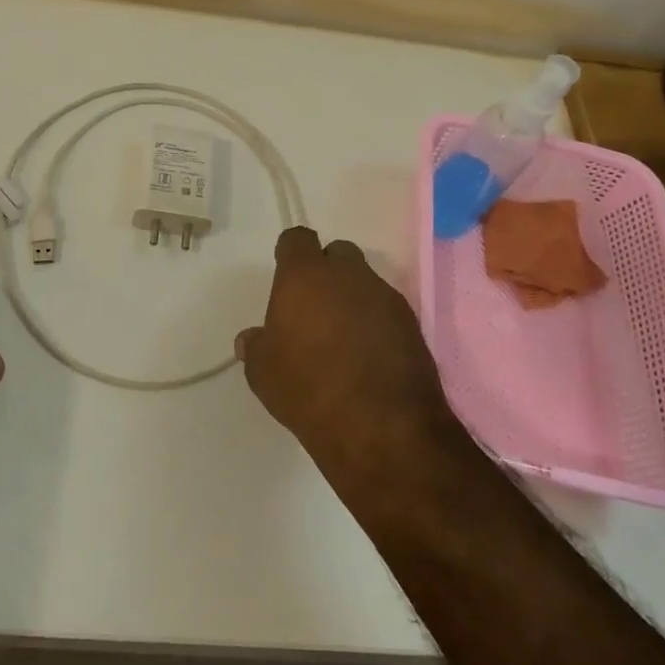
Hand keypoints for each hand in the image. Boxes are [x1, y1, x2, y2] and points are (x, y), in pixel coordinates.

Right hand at [236, 227, 457, 480]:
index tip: (285, 277)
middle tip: (314, 307)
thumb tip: (252, 338)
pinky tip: (368, 356)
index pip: (296, 239)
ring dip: (353, 299)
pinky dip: (376, 323)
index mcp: (305, 275)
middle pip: (337, 254)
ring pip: (365, 282)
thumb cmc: (308, 388)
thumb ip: (256, 346)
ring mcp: (384, 297)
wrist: (381, 425)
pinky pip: (386, 311)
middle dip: (327, 271)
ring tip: (343, 338)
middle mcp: (347, 275)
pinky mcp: (411, 324)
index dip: (290, 254)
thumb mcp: (263, 372)